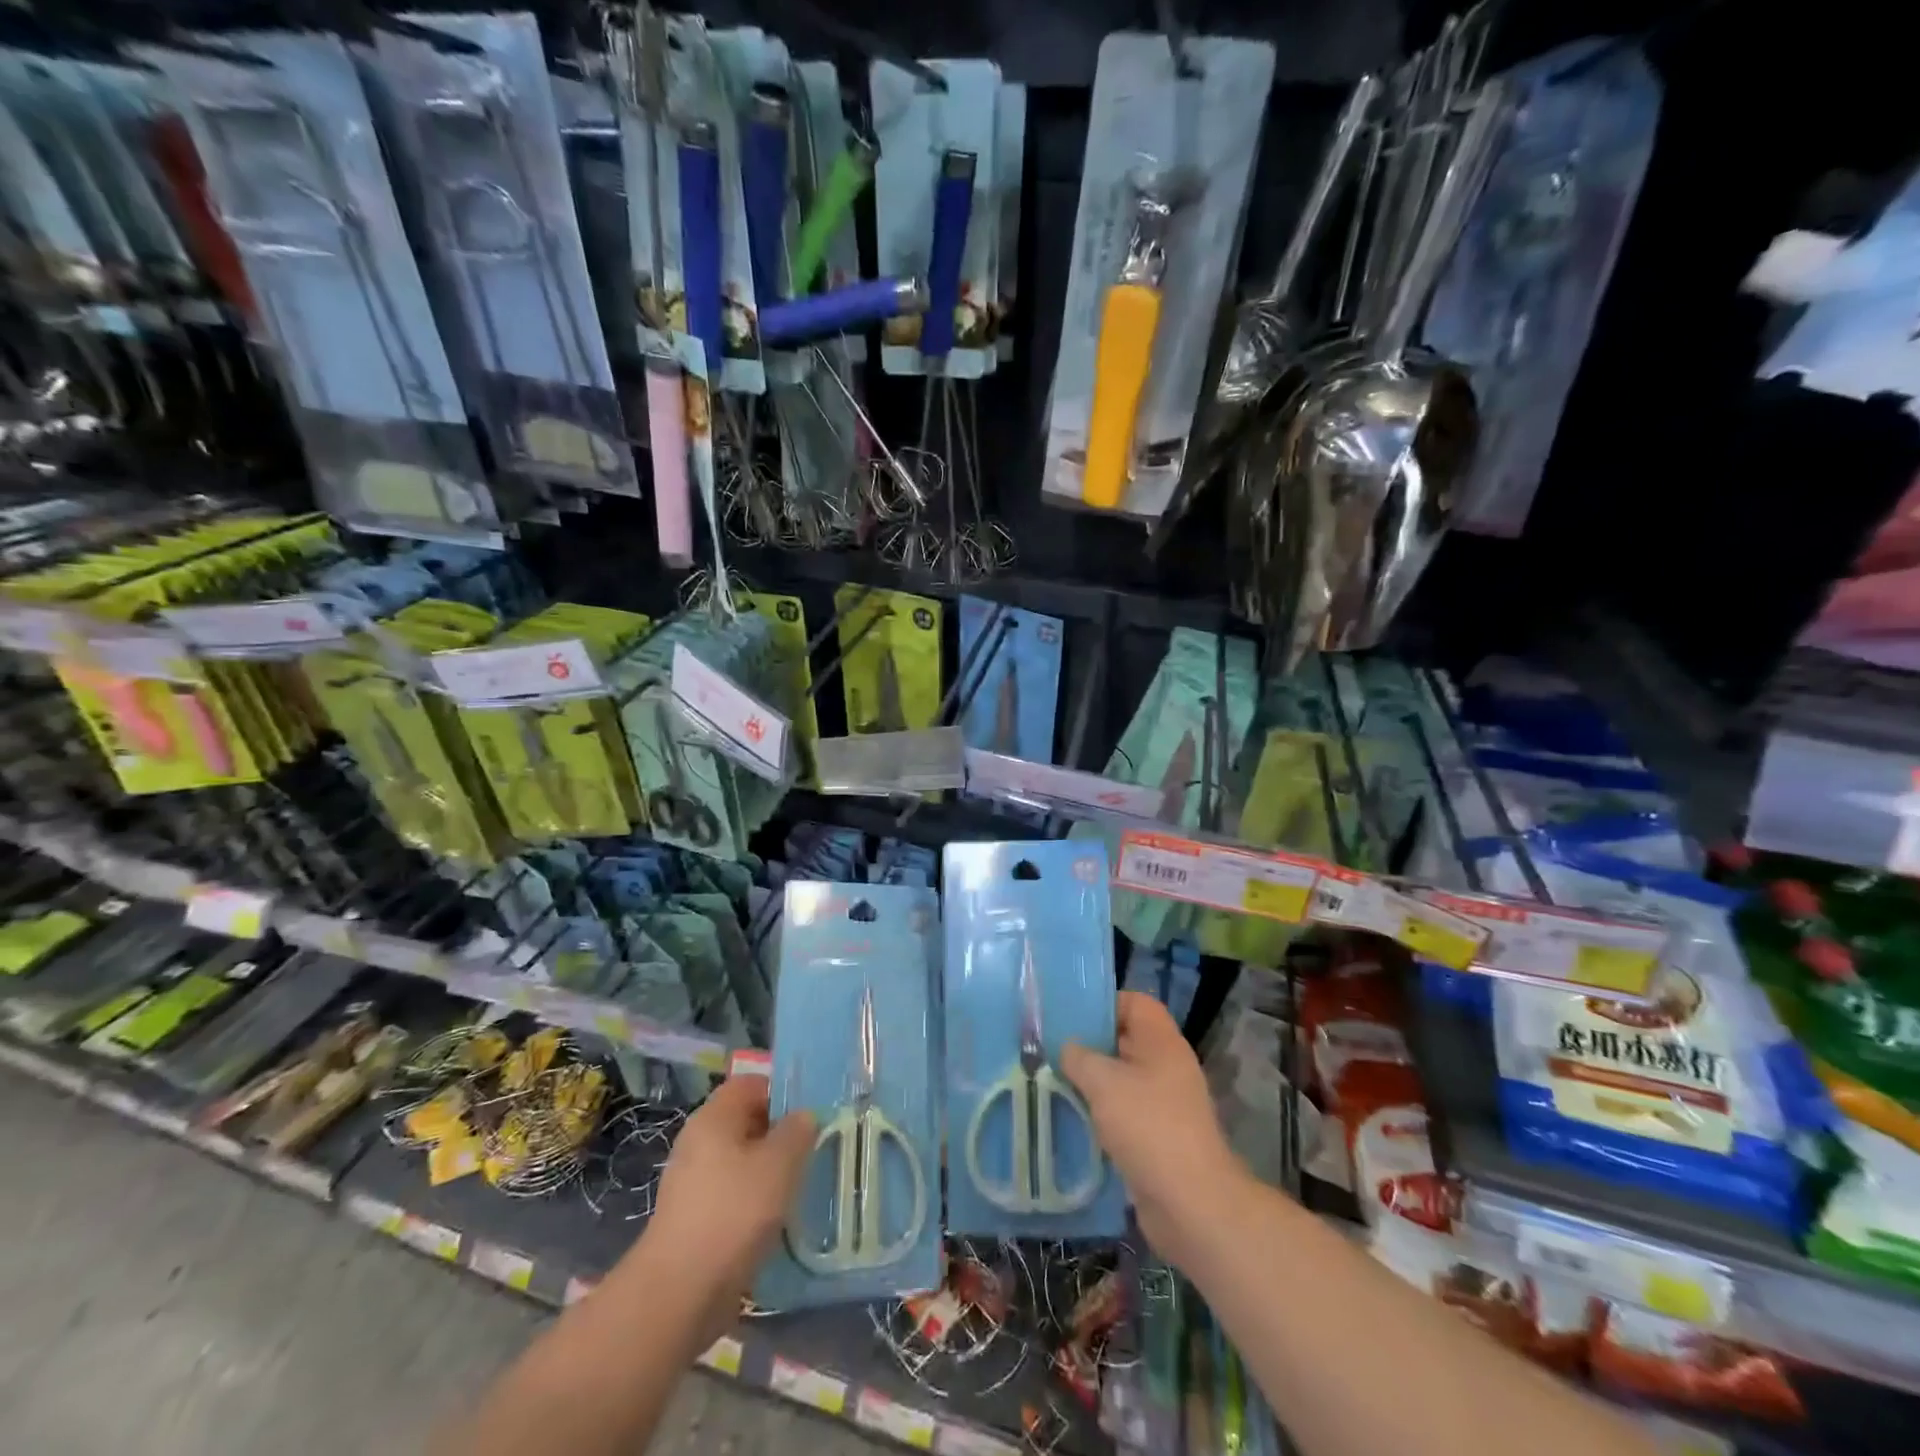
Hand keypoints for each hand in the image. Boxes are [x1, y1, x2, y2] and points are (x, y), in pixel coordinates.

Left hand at [643, 1074, 814, 1329]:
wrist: (679, 1294)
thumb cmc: (734, 1212)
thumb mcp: (780, 1162)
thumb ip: (798, 1130)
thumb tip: (804, 1117)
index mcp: (714, 1117)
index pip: (750, 1084)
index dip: (782, 1093)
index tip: (811, 1114)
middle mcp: (699, 1142)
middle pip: (747, 1123)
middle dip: (781, 1134)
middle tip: (814, 1149)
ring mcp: (693, 1183)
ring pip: (742, 1163)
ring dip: (771, 1173)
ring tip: (802, 1187)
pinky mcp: (695, 1221)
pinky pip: (733, 1197)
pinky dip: (756, 1204)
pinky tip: (779, 1223)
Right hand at [1061, 991, 1244, 1265]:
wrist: (1191, 1204)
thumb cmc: (1148, 1127)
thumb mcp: (1104, 1082)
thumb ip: (1079, 1057)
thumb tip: (1067, 1048)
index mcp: (1161, 1042)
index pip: (1134, 1003)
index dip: (1103, 1003)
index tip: (1068, 1015)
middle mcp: (1165, 1066)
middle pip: (1123, 1040)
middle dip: (1087, 1044)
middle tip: (1048, 1048)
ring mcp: (1163, 1103)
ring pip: (1120, 1079)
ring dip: (1089, 1083)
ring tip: (1050, 1082)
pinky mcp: (1156, 1137)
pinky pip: (1122, 1113)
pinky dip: (1098, 1114)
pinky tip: (1069, 1119)